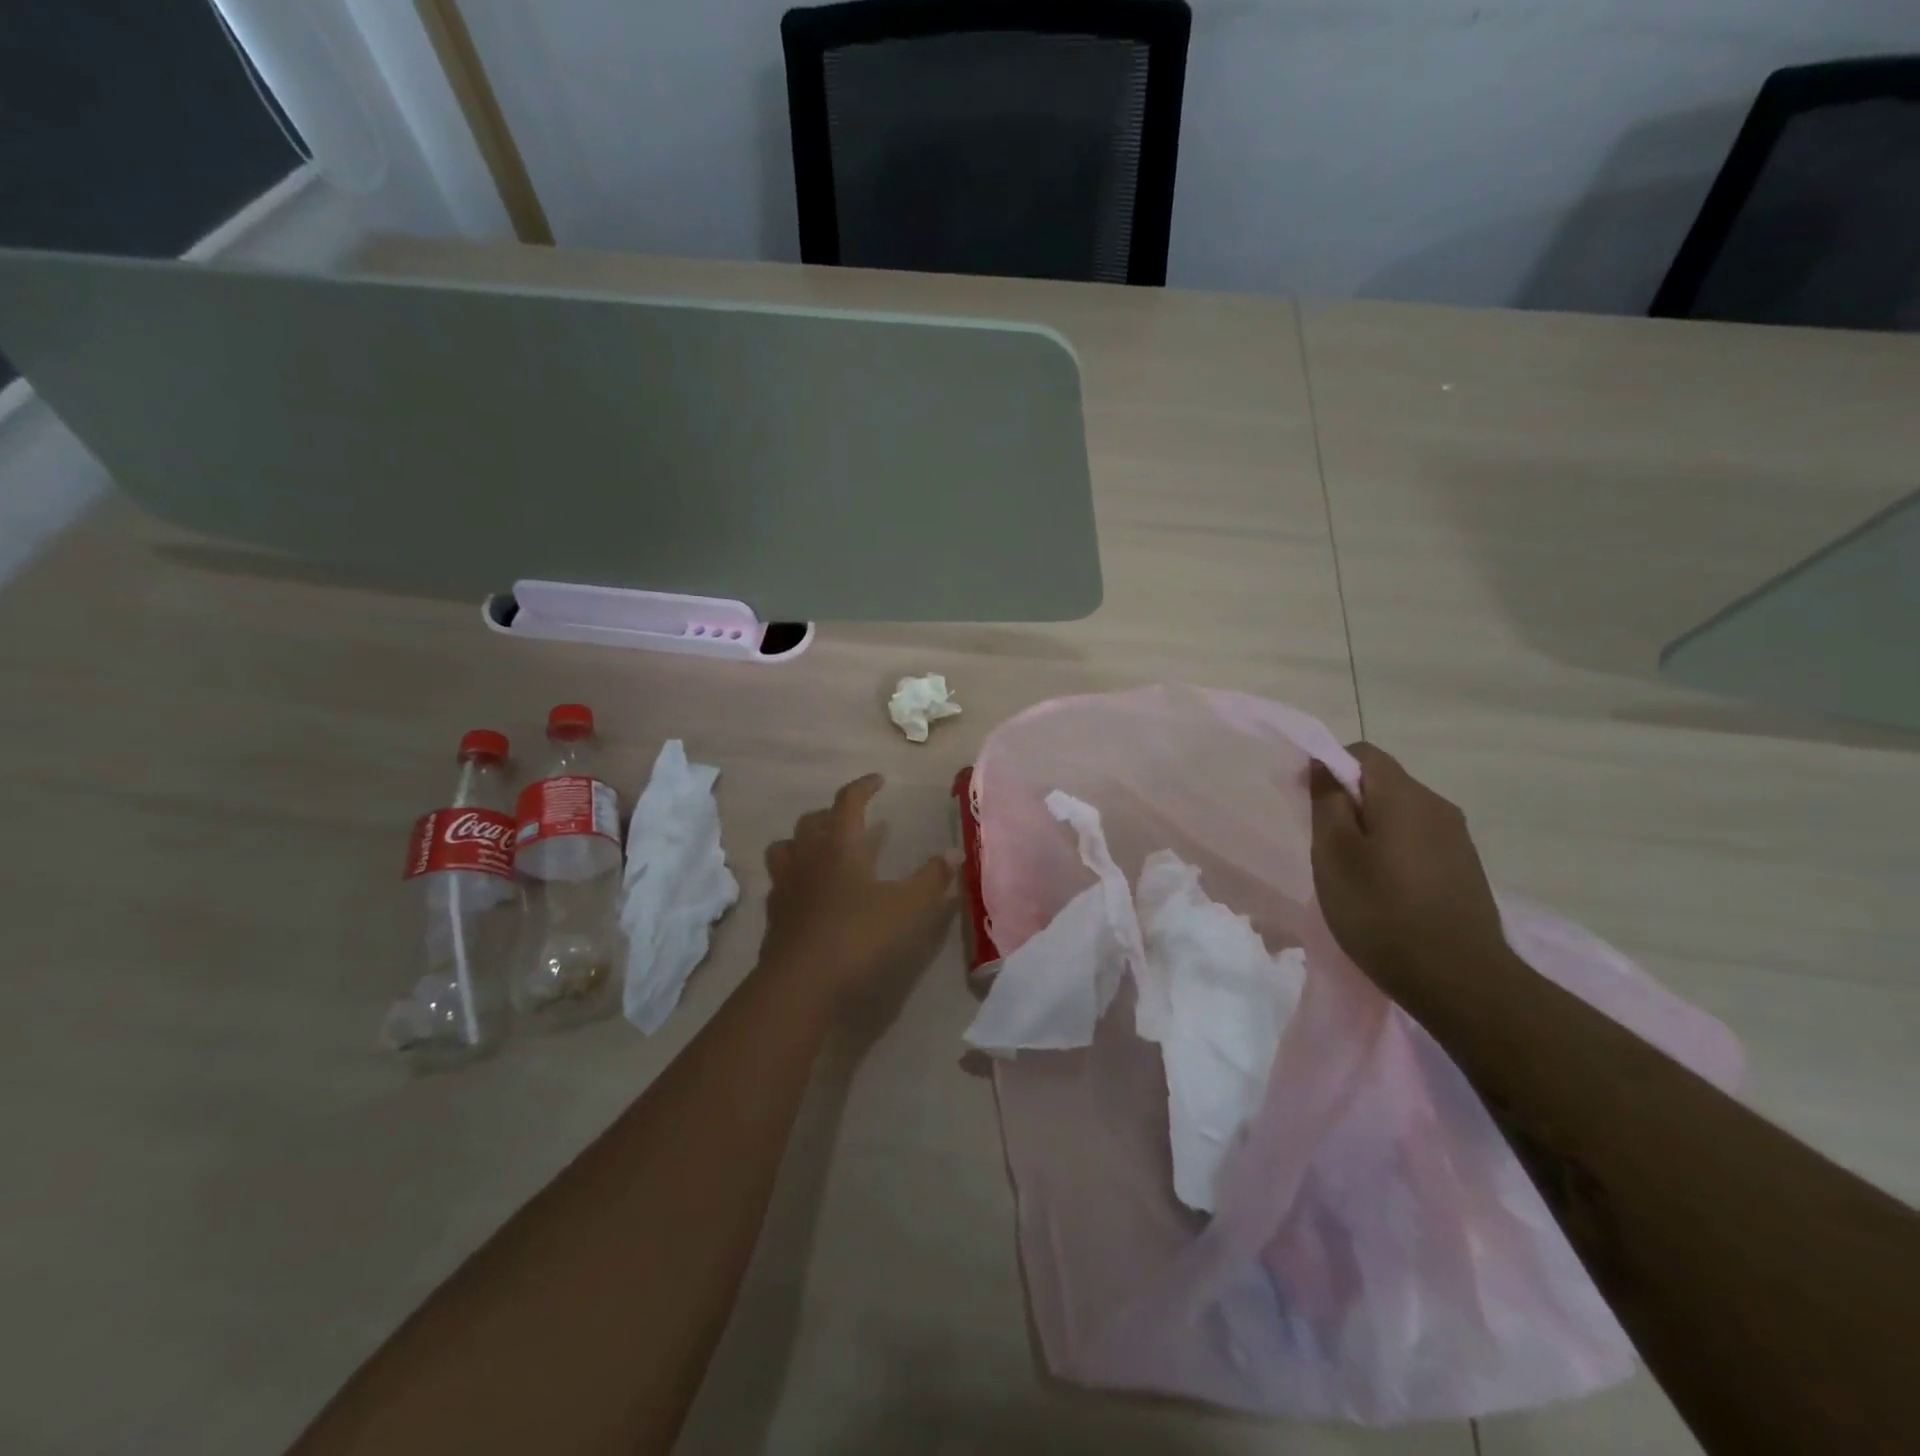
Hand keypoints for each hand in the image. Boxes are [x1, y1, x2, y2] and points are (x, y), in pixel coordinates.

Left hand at [758, 774, 957, 1014]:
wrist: (801, 984)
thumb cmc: (858, 936)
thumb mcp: (908, 907)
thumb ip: (932, 878)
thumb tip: (954, 852)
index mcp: (839, 845)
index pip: (848, 801)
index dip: (864, 787)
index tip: (878, 780)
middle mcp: (807, 857)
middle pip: (812, 820)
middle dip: (833, 813)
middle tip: (852, 820)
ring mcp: (785, 885)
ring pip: (786, 847)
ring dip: (804, 841)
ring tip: (822, 850)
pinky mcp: (774, 914)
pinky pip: (780, 881)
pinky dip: (796, 876)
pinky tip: (810, 892)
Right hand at [1308, 744, 1510, 1002]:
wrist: (1459, 981)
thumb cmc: (1381, 911)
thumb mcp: (1334, 854)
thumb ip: (1327, 802)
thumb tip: (1324, 764)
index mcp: (1405, 796)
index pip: (1363, 753)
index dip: (1329, 768)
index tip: (1308, 803)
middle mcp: (1438, 806)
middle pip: (1383, 783)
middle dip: (1349, 803)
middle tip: (1324, 844)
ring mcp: (1458, 839)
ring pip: (1401, 815)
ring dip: (1371, 830)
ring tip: (1352, 873)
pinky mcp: (1466, 869)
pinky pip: (1419, 842)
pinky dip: (1394, 852)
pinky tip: (1384, 891)